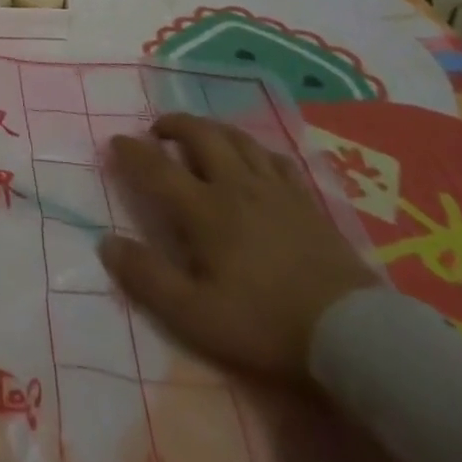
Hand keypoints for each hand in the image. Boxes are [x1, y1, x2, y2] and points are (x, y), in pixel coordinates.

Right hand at [98, 114, 378, 381]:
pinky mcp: (307, 203)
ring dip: (211, 128)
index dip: (132, 151)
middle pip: (201, 135)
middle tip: (158, 130)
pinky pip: (275, 159)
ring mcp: (275, 191)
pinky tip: (254, 159)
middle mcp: (235, 186)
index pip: (157, 167)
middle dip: (174, 124)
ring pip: (238, 139)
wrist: (355, 336)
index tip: (115, 141)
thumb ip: (148, 278)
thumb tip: (106, 242)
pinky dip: (255, 150)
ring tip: (200, 135)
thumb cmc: (267, 325)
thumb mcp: (196, 315)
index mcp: (204, 209)